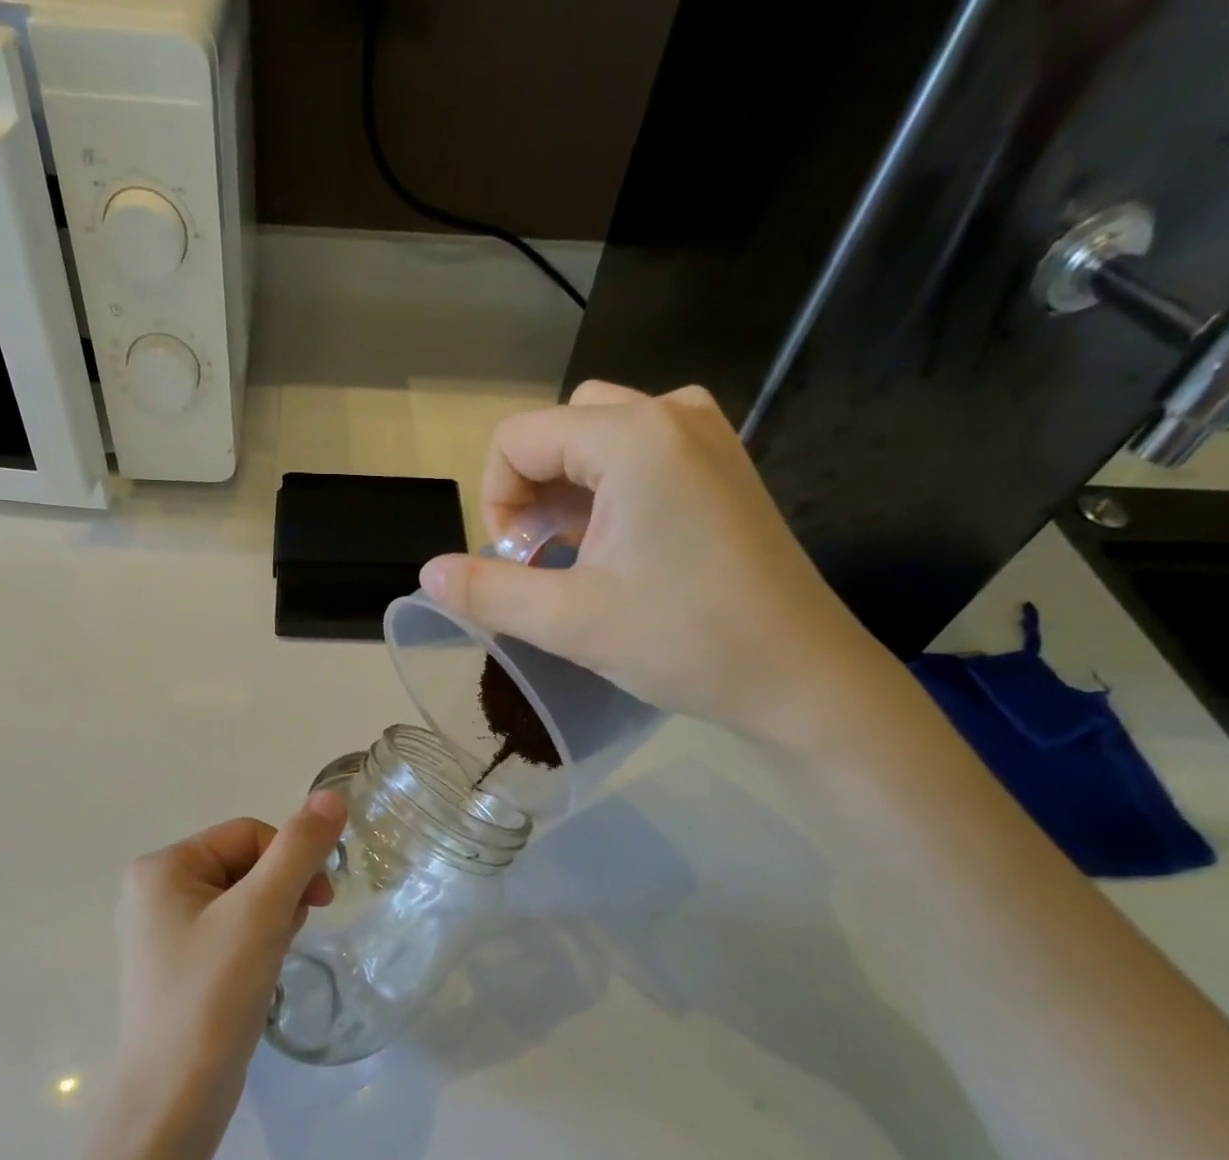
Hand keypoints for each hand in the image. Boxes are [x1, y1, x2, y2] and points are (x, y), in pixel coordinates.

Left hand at [112, 793, 348, 1151]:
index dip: (290, 861)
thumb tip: (333, 795)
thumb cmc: (212, 995)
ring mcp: (164, 931)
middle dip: (279, 896)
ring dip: (271, 921)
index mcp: (162, 867)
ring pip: (243, 899)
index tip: (318, 903)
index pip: (248, 834)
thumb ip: (299, 849)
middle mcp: (155, 891)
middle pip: (245, 865)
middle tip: (285, 938)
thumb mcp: (261, 912)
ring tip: (269, 962)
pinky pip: (231, 931)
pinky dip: (256, 945)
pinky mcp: (179, 965)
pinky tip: (259, 976)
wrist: (174, 1100)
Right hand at [420, 380, 890, 744]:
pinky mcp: (723, 467)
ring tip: (577, 560)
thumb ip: (487, 590)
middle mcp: (672, 414)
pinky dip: (607, 495)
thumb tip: (427, 573)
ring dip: (566, 495)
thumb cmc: (685, 641)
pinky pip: (639, 457)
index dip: (496, 503)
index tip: (515, 566)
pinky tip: (618, 552)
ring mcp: (706, 437)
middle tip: (545, 563)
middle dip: (530, 495)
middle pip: (558, 431)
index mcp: (633, 437)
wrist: (800, 676)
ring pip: (597, 441)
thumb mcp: (569, 621)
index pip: (518, 439)